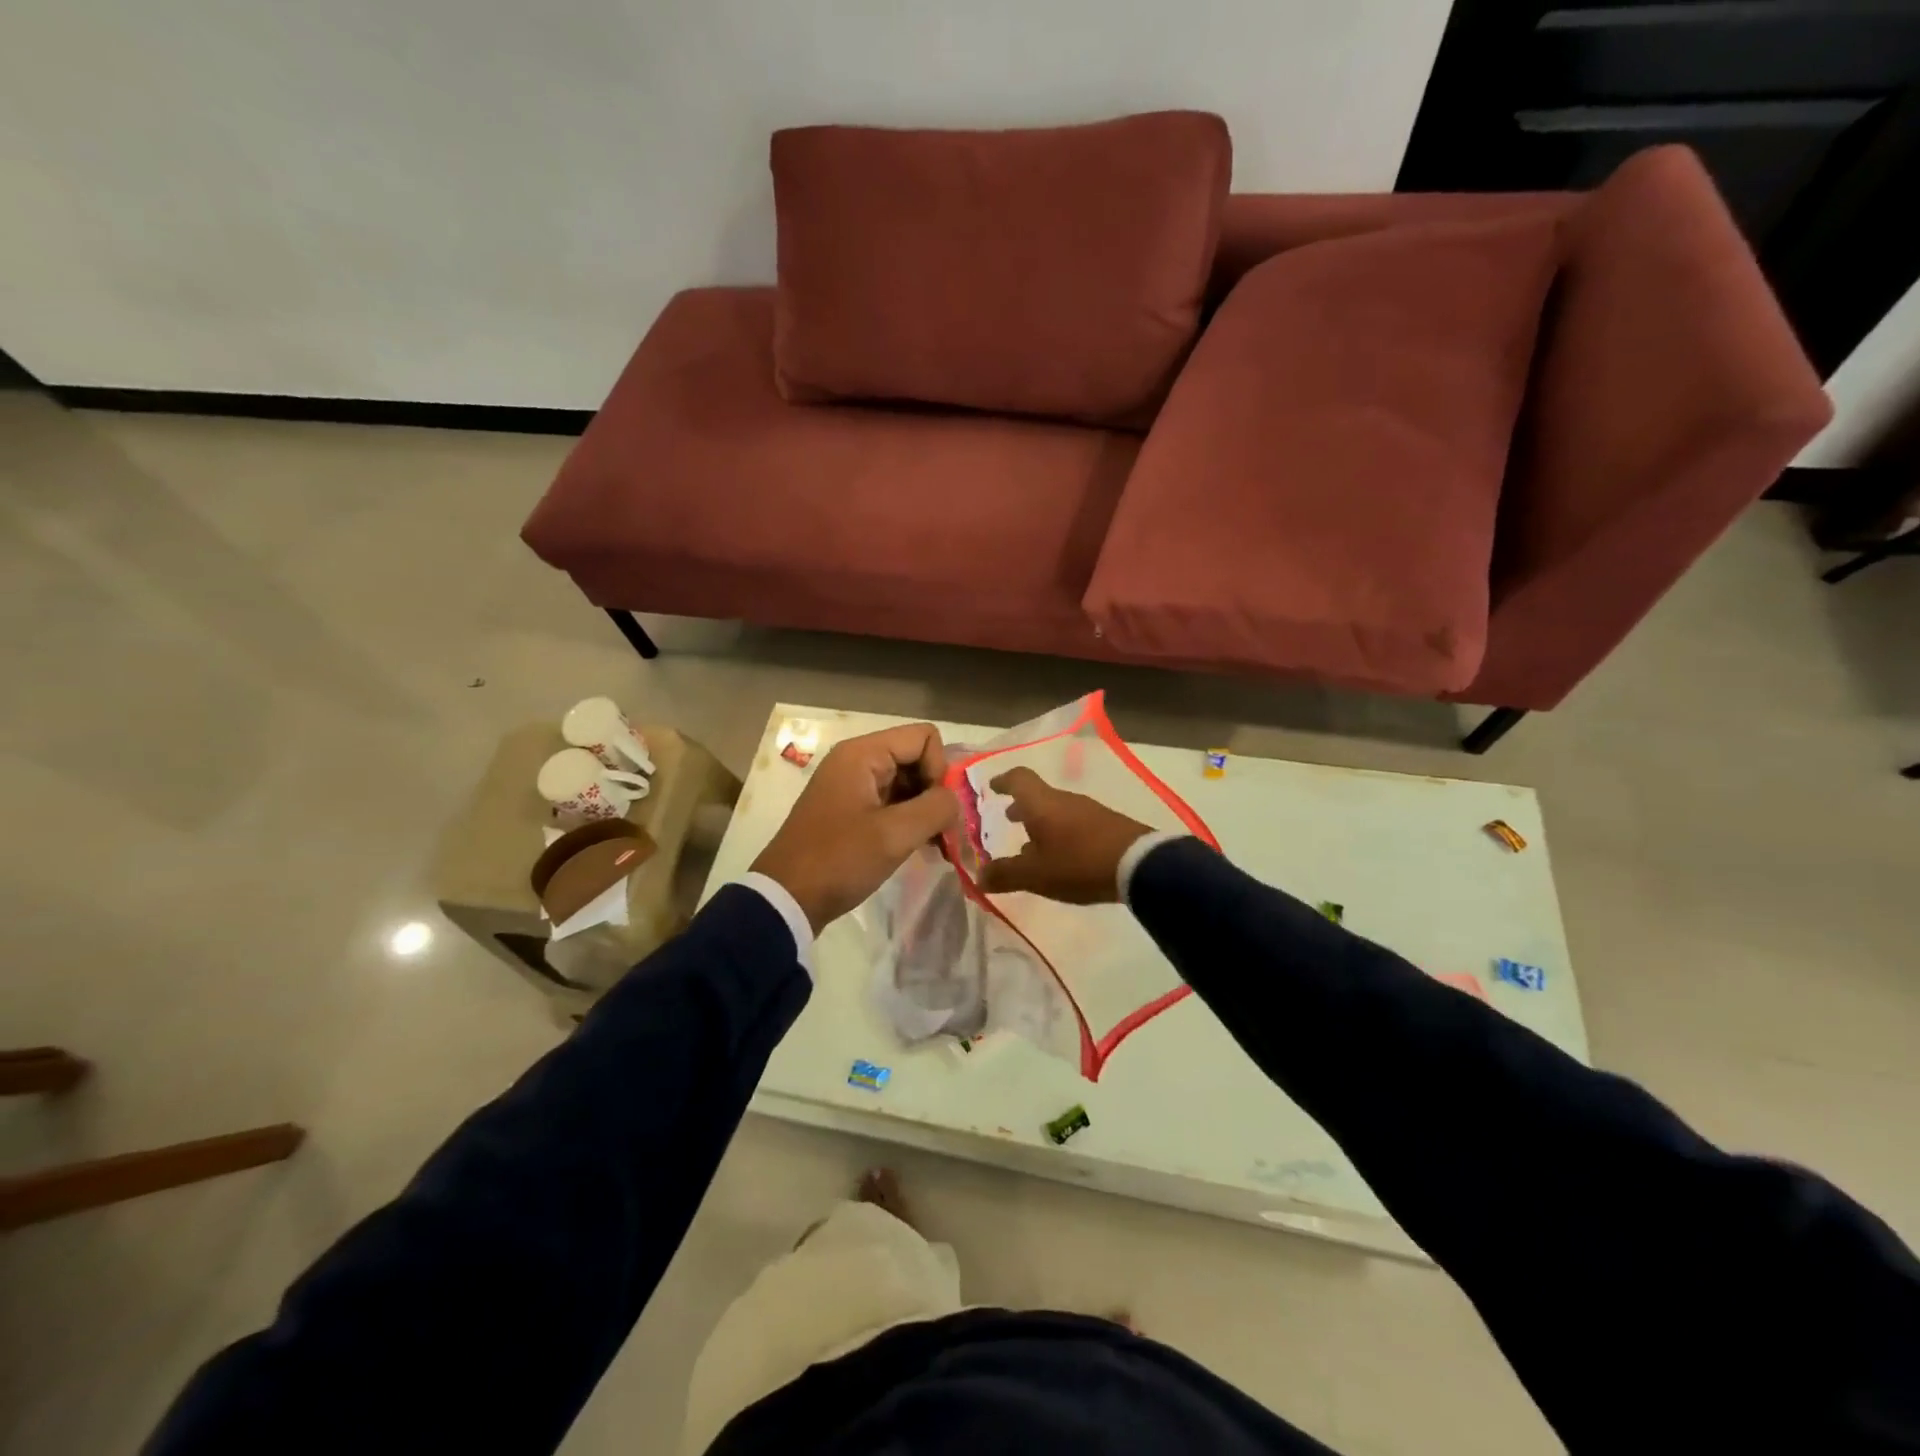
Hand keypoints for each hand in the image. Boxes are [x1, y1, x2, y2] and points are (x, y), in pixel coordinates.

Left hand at [751, 723, 960, 932]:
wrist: (787, 898)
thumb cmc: (840, 860)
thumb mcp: (895, 835)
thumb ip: (936, 808)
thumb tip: (954, 800)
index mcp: (863, 754)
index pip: (924, 737)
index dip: (939, 770)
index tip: (934, 809)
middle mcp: (857, 761)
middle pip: (916, 757)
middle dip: (935, 792)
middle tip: (942, 832)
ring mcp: (853, 785)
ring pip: (907, 782)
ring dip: (925, 809)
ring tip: (935, 844)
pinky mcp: (852, 810)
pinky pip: (892, 801)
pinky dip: (909, 820)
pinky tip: (920, 847)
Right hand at [976, 767, 1152, 904]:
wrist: (1139, 865)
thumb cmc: (1078, 864)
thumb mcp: (1035, 875)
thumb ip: (1005, 874)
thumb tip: (979, 876)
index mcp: (1041, 804)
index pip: (1018, 778)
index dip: (1003, 780)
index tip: (992, 787)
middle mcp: (1064, 800)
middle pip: (1038, 795)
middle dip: (1021, 806)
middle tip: (1008, 818)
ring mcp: (1089, 811)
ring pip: (1057, 810)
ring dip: (1041, 822)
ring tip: (1032, 846)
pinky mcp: (1107, 825)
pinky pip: (1075, 822)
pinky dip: (1061, 833)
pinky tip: (1061, 856)